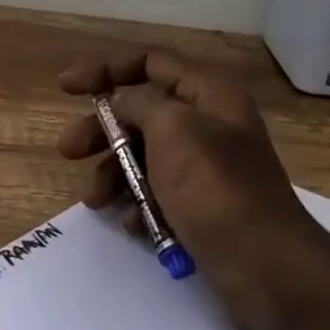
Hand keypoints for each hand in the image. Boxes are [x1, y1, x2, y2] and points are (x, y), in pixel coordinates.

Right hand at [56, 51, 329, 329]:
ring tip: (95, 201)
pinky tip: (130, 223)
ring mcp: (205, 167)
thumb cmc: (214, 188)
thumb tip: (121, 101)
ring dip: (113, 174)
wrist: (264, 267)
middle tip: (68, 151)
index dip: (105, 69)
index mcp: (209, 94)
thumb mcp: (173, 130)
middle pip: (140, 111)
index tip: (65, 88)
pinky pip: (157, 193)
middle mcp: (208, 123)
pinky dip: (138, 203)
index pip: (150, 62)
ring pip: (144, 156)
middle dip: (101, 130)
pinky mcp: (201, 205)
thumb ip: (139, 104)